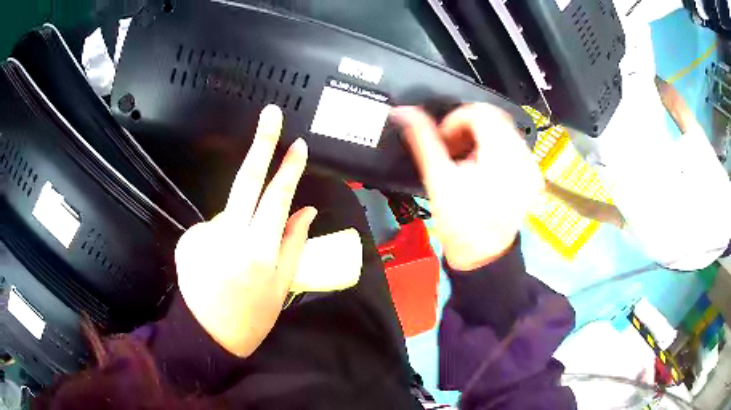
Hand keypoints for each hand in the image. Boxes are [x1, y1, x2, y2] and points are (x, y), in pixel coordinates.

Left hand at [174, 105, 316, 356]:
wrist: (207, 337)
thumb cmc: (252, 317)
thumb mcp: (282, 286)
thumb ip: (294, 243)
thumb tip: (306, 210)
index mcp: (259, 251)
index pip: (277, 198)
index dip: (289, 169)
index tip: (298, 145)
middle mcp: (229, 237)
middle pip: (246, 181)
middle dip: (261, 144)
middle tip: (271, 114)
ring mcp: (203, 235)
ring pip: (230, 211)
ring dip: (240, 223)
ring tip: (237, 262)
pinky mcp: (187, 239)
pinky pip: (213, 226)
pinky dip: (221, 236)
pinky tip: (219, 262)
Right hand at [392, 104, 542, 270]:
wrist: (481, 254)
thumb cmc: (460, 222)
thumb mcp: (438, 177)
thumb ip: (422, 138)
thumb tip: (405, 113)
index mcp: (501, 155)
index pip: (479, 112)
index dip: (454, 120)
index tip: (444, 140)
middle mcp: (522, 157)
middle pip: (493, 117)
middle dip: (467, 126)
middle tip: (452, 148)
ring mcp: (530, 167)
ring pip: (503, 129)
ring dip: (480, 135)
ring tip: (466, 160)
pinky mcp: (531, 175)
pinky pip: (512, 145)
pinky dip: (494, 147)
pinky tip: (482, 167)